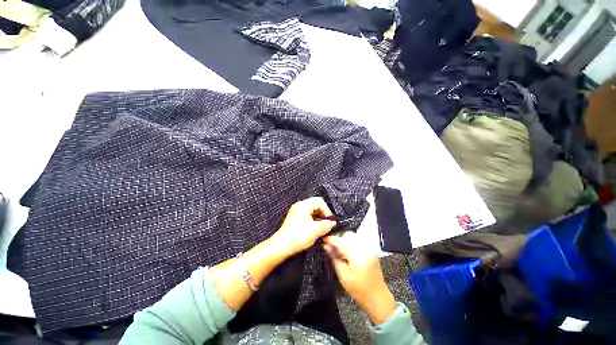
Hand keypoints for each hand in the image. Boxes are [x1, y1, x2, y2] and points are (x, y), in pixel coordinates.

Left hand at [269, 197, 335, 256]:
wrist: (282, 246)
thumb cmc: (297, 236)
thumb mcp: (316, 230)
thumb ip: (327, 225)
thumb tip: (332, 223)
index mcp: (304, 205)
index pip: (320, 201)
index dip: (327, 210)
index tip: (330, 221)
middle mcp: (299, 206)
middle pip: (316, 205)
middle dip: (323, 215)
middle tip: (326, 225)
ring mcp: (296, 212)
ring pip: (312, 212)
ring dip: (318, 219)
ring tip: (321, 229)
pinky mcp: (295, 219)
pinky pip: (307, 216)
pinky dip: (313, 222)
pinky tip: (315, 231)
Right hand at [324, 232, 396, 324]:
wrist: (377, 296)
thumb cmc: (358, 290)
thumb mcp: (342, 275)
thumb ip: (334, 258)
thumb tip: (326, 246)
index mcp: (358, 257)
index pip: (342, 242)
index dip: (331, 239)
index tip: (324, 239)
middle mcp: (365, 249)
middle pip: (348, 235)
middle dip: (339, 239)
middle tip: (332, 246)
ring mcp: (370, 248)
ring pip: (353, 236)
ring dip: (345, 240)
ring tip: (340, 249)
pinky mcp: (371, 249)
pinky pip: (358, 239)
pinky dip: (351, 242)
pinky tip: (347, 250)